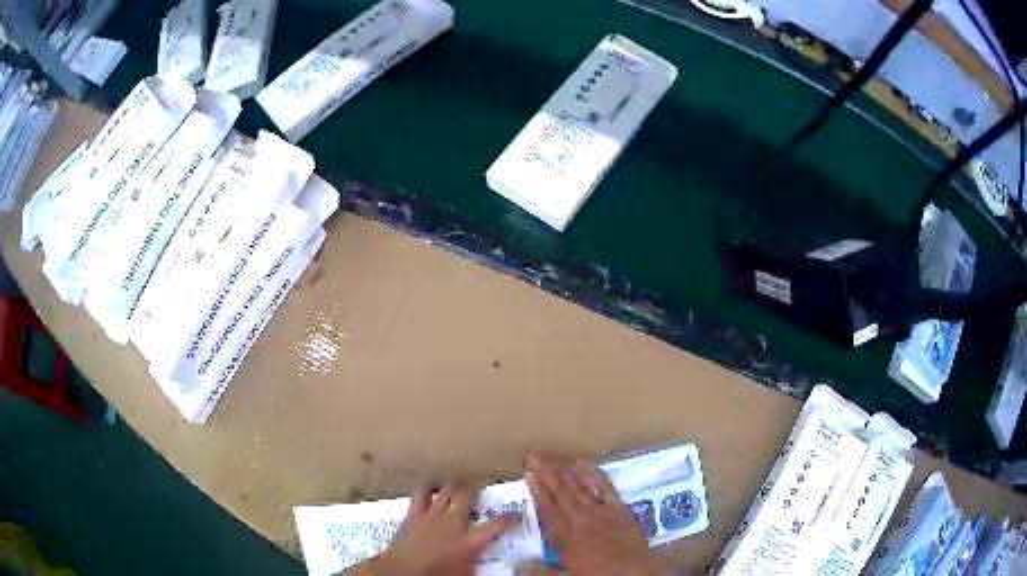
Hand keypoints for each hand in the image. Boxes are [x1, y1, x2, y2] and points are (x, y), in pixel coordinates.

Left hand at [352, 483, 519, 575]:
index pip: (497, 526)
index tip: (519, 515)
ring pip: (445, 490)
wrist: (400, 572)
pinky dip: (428, 487)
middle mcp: (452, 524)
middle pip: (467, 496)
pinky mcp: (413, 514)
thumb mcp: (465, 574)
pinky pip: (421, 494)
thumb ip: (477, 564)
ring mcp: (431, 517)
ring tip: (460, 481)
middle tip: (483, 482)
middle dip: (477, 486)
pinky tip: (431, 485)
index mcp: (468, 543)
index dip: (511, 518)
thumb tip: (492, 566)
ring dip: (454, 484)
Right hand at [526, 456, 662, 575]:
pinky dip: (594, 474)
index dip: (537, 492)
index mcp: (565, 541)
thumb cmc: (599, 575)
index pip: (547, 512)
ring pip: (579, 489)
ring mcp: (601, 513)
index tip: (528, 475)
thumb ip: (542, 570)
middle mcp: (580, 522)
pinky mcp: (620, 509)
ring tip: (552, 460)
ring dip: (564, 474)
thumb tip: (518, 564)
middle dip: (546, 476)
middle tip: (534, 457)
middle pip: (561, 495)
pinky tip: (585, 464)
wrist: (635, 573)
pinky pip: (605, 487)